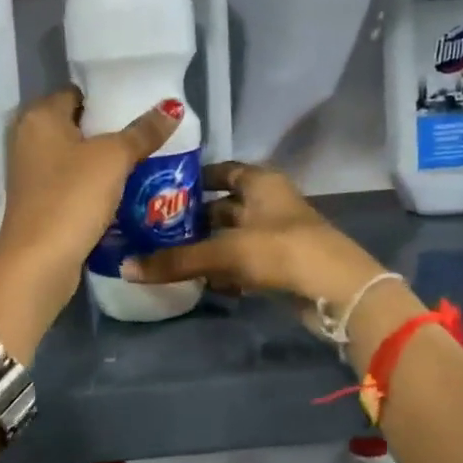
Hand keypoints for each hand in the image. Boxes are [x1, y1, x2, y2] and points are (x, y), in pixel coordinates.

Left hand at [0, 87, 181, 321]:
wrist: (40, 260)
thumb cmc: (72, 197)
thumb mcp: (114, 158)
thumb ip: (143, 132)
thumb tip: (171, 107)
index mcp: (39, 116)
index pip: (77, 93)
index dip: (108, 98)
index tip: (141, 109)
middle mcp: (28, 139)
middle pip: (78, 126)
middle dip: (111, 132)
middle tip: (149, 137)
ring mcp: (31, 173)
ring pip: (77, 158)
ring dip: (105, 163)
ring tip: (145, 163)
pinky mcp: (39, 202)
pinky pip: (73, 183)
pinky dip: (94, 186)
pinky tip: (124, 193)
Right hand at [120, 161, 385, 313]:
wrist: (337, 291)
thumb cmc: (281, 251)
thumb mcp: (225, 252)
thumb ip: (176, 260)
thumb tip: (125, 267)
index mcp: (260, 183)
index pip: (223, 170)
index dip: (195, 177)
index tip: (162, 187)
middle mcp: (268, 203)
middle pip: (224, 206)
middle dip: (193, 218)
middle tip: (154, 228)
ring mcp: (276, 235)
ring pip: (232, 236)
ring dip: (206, 247)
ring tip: (167, 255)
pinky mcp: (280, 265)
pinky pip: (243, 262)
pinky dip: (224, 270)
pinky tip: (201, 281)